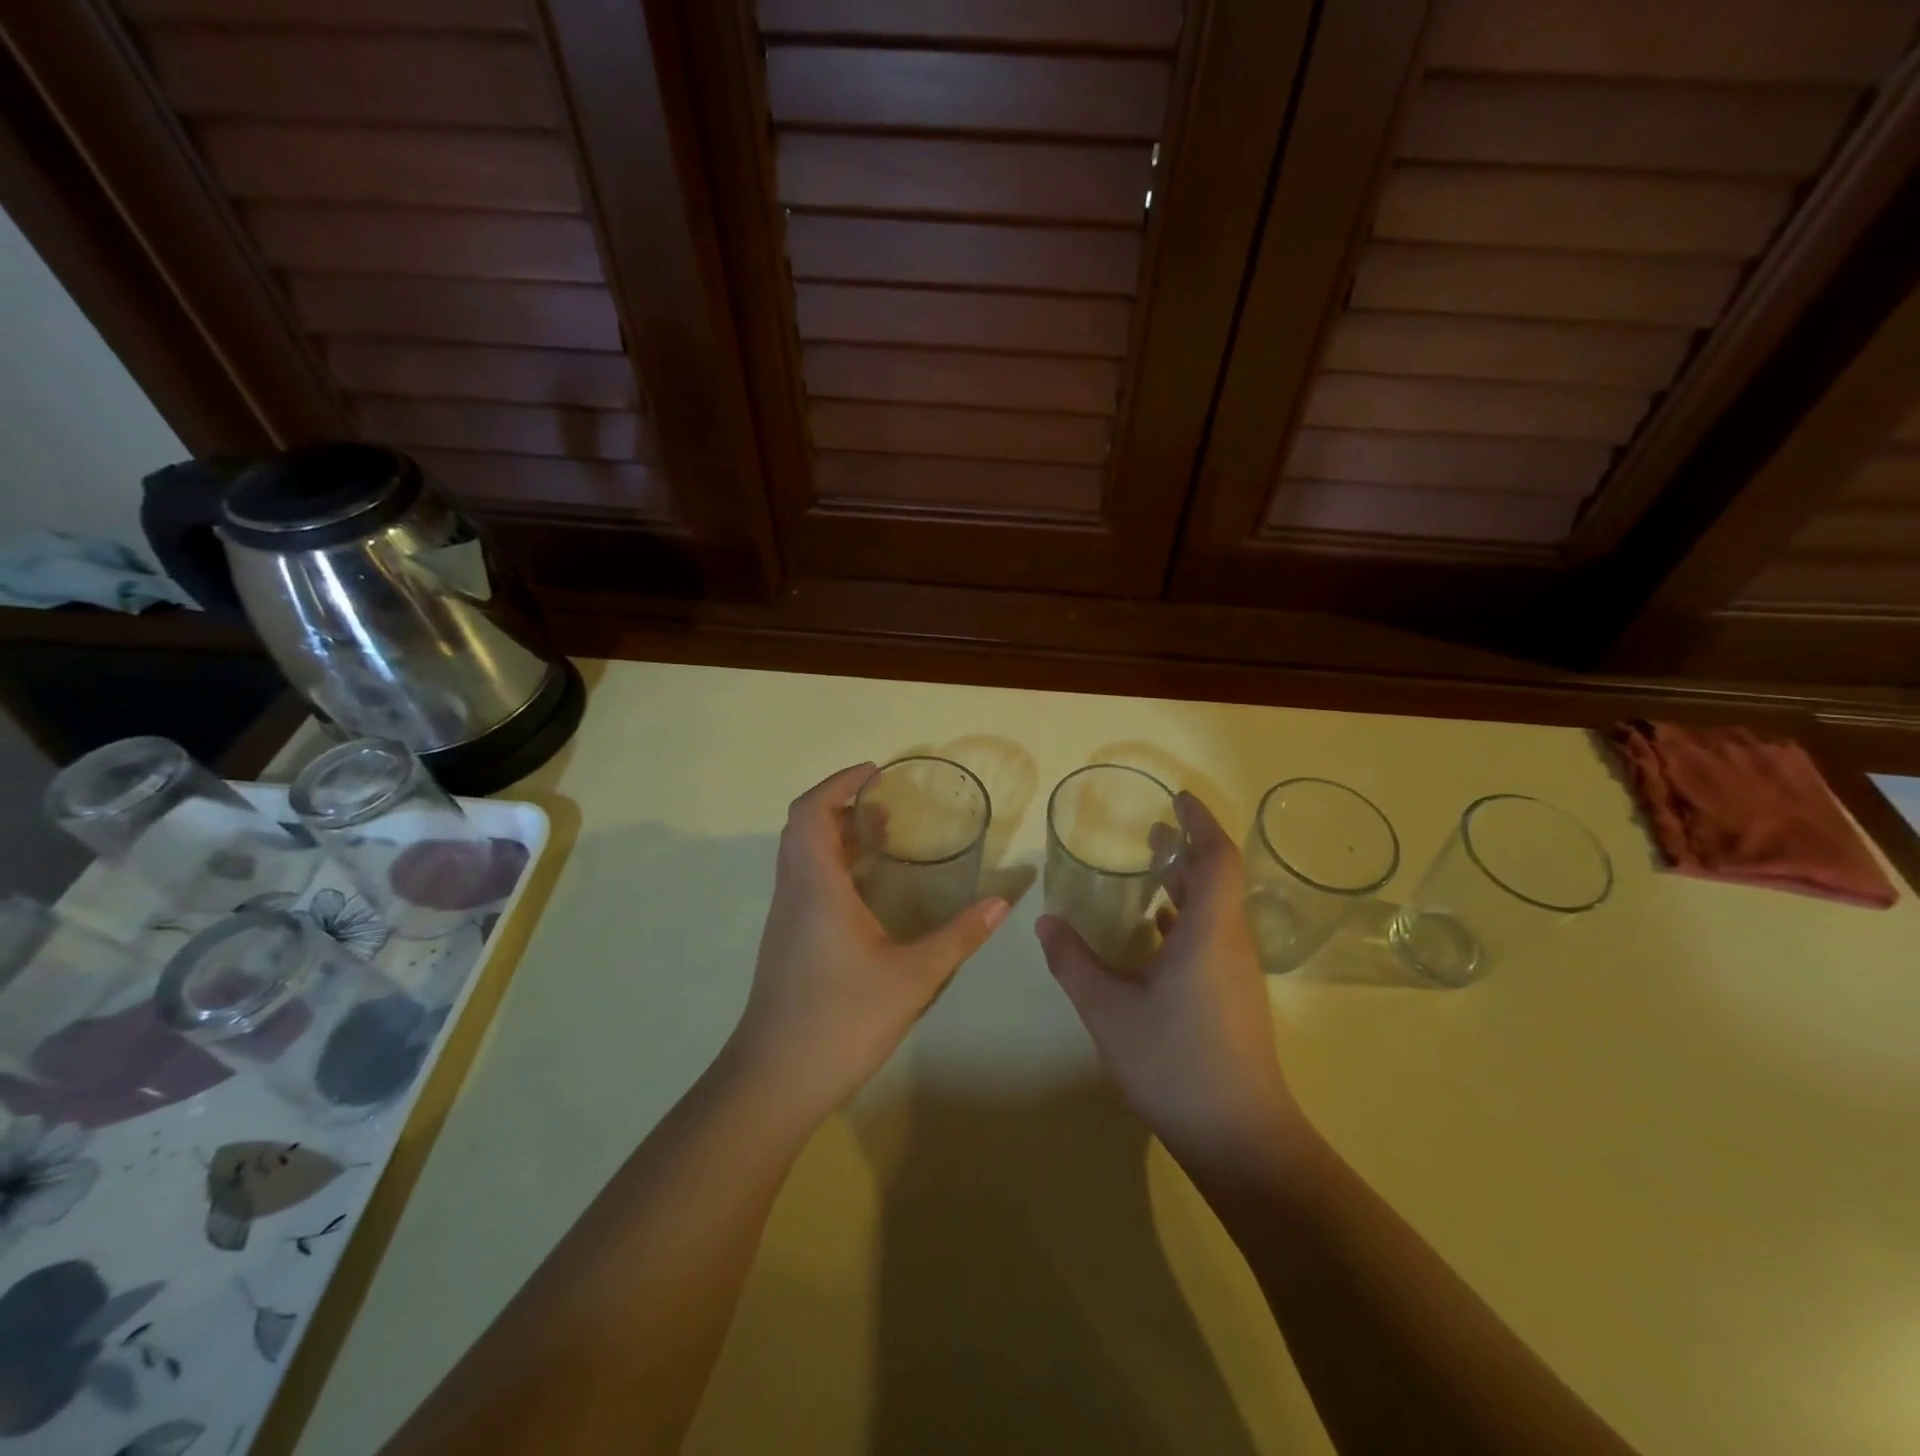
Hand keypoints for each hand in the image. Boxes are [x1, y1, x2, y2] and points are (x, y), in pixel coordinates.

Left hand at [729, 763, 1009, 1124]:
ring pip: (801, 856)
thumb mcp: (912, 978)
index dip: (839, 783)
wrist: (773, 1082)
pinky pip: (805, 882)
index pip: (811, 811)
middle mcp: (793, 892)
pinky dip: (833, 866)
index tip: (876, 773)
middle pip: (804, 827)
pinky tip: (868, 894)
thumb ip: (958, 937)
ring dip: (837, 837)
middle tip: (887, 806)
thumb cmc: (840, 1020)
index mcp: (816, 887)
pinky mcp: (786, 942)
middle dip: (843, 805)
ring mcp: (785, 919)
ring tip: (884, 839)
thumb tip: (1001, 903)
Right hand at [1036, 792, 1301, 1174]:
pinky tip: (1158, 933)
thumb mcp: (1108, 1010)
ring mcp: (1237, 973)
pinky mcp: (1235, 998)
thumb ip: (1073, 962)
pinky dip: (1187, 919)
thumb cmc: (1174, 1062)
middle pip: (1219, 879)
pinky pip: (1214, 937)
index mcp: (1207, 932)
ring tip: (1152, 872)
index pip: (1216, 858)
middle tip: (1153, 829)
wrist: (1239, 1137)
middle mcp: (1230, 943)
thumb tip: (1045, 921)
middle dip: (1188, 848)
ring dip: (1187, 884)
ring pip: (1216, 910)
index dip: (1200, 822)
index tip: (1177, 799)